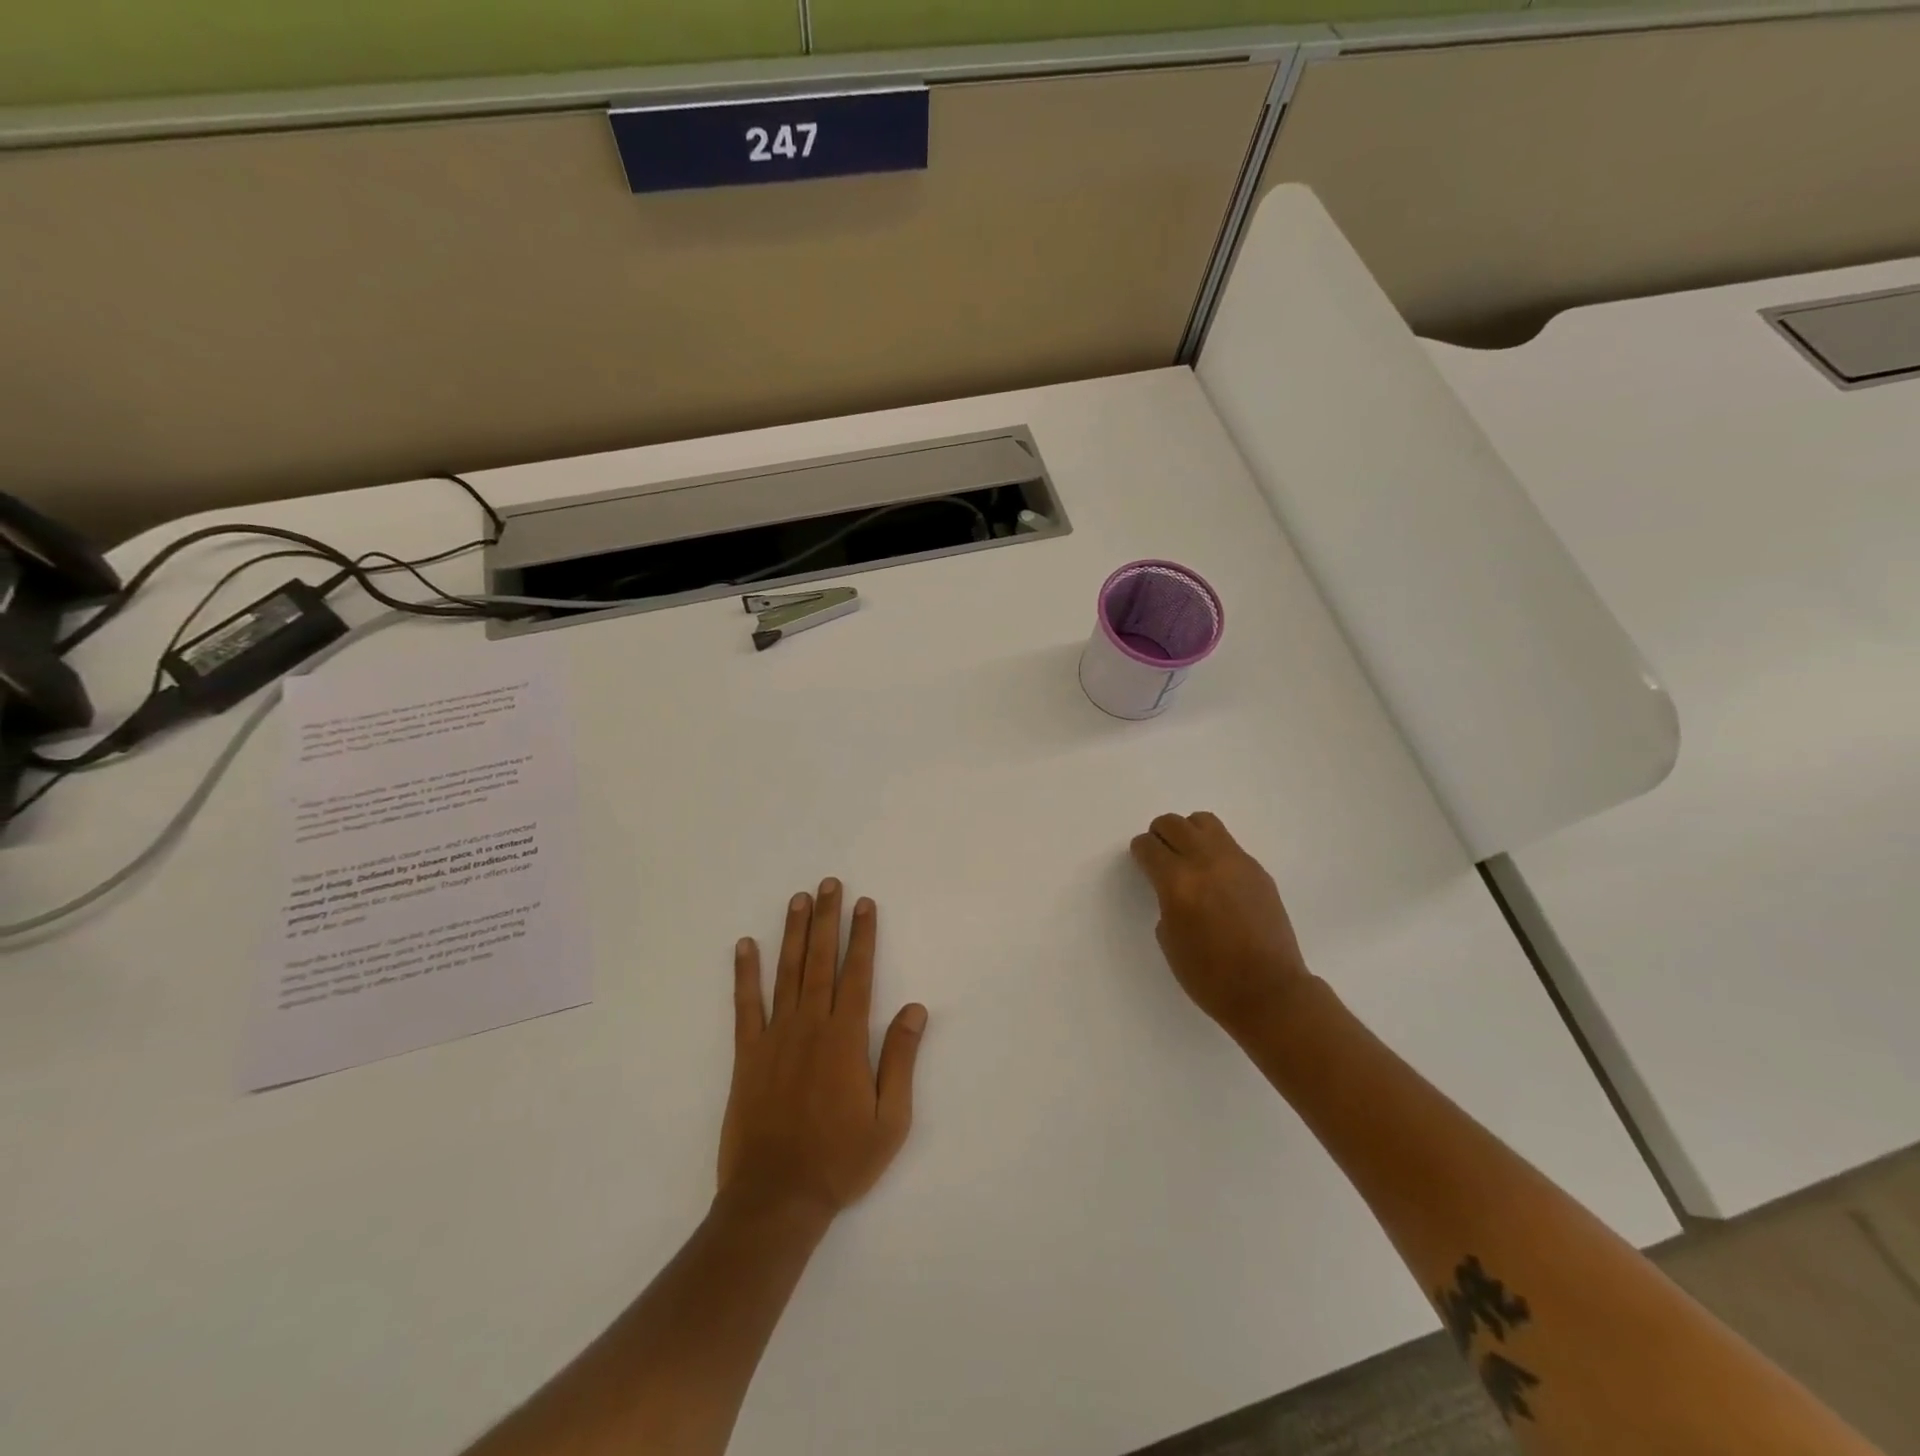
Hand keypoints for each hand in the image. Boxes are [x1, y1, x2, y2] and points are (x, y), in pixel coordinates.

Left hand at [719, 880, 927, 1222]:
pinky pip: (745, 1005)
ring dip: (793, 933)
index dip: (862, 936)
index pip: (858, 973)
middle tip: (829, 884)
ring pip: (786, 973)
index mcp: (846, 1039)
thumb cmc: (841, 1160)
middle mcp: (810, 1026)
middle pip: (821, 961)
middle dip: (827, 919)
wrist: (776, 1198)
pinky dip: (745, 974)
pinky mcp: (747, 1055)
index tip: (864, 904)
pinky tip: (745, 946)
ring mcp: (775, 1037)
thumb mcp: (890, 1119)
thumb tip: (915, 1009)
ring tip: (798, 899)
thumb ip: (900, 1059)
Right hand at [1130, 812, 1312, 1037]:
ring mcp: (1236, 862)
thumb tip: (1172, 884)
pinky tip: (1216, 878)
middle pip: (1173, 823)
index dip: (1140, 852)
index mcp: (1178, 882)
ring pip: (1203, 822)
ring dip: (1188, 833)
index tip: (1141, 861)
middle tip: (1160, 855)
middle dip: (1160, 835)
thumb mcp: (1169, 938)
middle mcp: (1206, 862)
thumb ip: (1166, 900)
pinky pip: (1228, 844)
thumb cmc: (1209, 976)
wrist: (1269, 991)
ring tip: (1188, 857)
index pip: (1149, 846)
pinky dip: (1213, 850)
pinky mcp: (1258, 870)